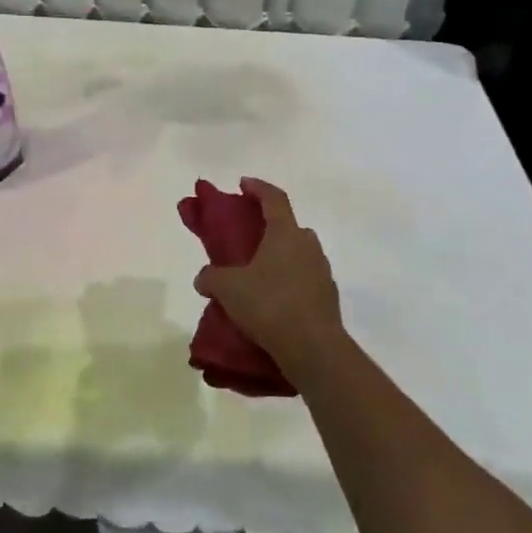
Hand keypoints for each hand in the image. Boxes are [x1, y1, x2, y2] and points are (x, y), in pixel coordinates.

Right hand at [194, 179, 344, 373]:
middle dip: (267, 228)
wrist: (314, 348)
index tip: (243, 184)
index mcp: (286, 233)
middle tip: (247, 239)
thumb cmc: (269, 305)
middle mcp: (308, 245)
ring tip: (256, 277)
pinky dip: (288, 283)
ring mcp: (322, 271)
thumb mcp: (228, 289)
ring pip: (297, 255)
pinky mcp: (328, 297)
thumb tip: (203, 278)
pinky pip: (304, 280)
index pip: (274, 197)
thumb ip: (211, 277)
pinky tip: (272, 303)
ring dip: (278, 259)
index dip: (257, 187)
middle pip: (288, 226)